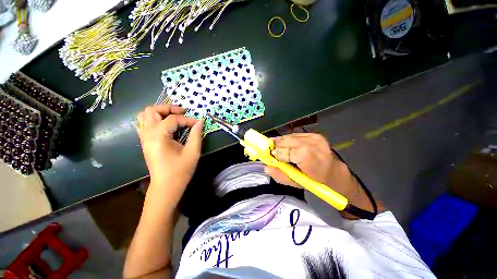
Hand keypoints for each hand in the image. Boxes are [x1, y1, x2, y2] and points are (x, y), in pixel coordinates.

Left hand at [136, 105, 202, 205]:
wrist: (166, 186)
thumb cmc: (180, 170)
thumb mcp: (193, 152)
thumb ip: (196, 135)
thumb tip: (200, 122)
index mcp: (158, 137)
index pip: (172, 119)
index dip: (187, 119)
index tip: (198, 123)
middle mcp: (147, 134)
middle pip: (151, 110)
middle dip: (168, 108)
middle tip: (182, 112)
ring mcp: (144, 138)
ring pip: (144, 115)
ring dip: (159, 112)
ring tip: (173, 116)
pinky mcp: (145, 142)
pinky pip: (144, 123)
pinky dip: (154, 119)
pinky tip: (166, 125)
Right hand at [265, 133, 374, 217]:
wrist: (336, 173)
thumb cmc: (318, 182)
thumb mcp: (298, 183)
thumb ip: (281, 175)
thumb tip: (266, 167)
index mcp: (310, 158)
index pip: (285, 150)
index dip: (275, 153)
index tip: (267, 157)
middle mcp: (312, 143)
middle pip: (285, 141)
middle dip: (275, 146)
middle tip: (269, 153)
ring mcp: (314, 137)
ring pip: (288, 137)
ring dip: (281, 143)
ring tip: (278, 151)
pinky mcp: (313, 134)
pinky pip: (294, 136)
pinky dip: (287, 141)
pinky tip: (288, 148)